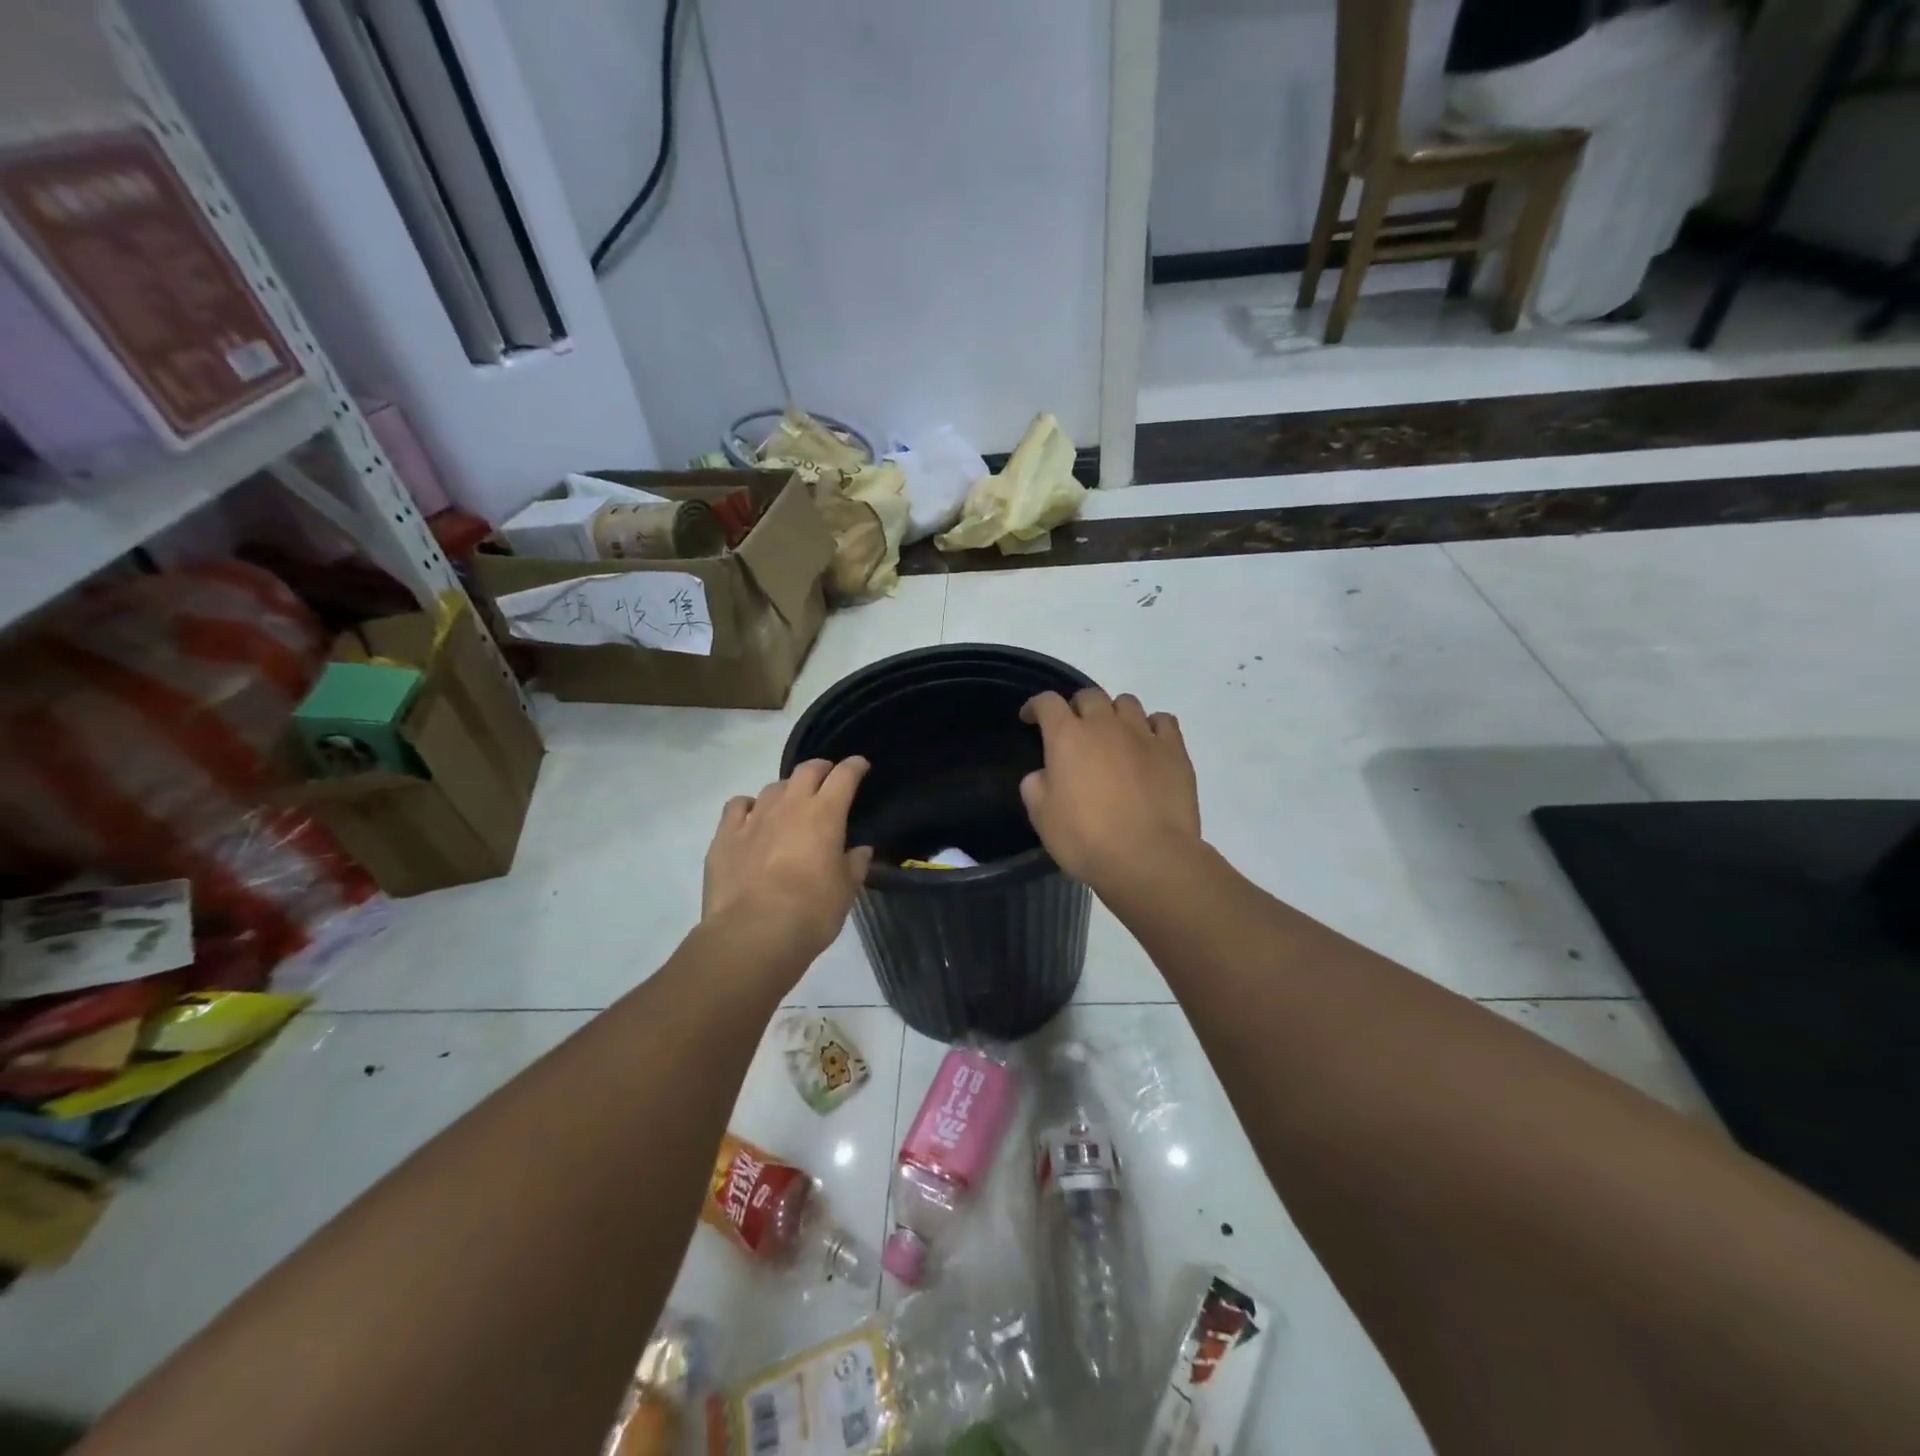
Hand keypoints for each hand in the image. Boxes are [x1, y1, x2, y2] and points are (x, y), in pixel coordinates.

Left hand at [702, 758, 874, 966]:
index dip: (854, 767)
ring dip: (786, 790)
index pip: (844, 776)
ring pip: (773, 787)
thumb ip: (855, 865)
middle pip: (806, 770)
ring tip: (790, 804)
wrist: (753, 934)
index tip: (861, 766)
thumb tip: (860, 851)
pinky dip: (749, 806)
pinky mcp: (725, 835)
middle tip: (827, 778)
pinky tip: (752, 818)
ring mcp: (754, 818)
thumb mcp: (846, 891)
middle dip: (821, 769)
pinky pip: (737, 806)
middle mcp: (790, 805)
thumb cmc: (811, 912)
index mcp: (825, 814)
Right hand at [1020, 689, 1201, 890]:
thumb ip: (1035, 787)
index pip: (1047, 702)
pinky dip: (1152, 726)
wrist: (1148, 857)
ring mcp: (1143, 734)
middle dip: (1078, 707)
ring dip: (1115, 714)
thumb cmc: (1086, 839)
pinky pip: (1163, 721)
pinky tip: (1149, 744)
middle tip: (1076, 731)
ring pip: (1127, 703)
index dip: (1036, 706)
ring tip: (1115, 736)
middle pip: (1090, 696)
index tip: (1031, 718)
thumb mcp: (1042, 818)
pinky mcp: (1174, 750)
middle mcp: (1105, 725)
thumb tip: (1043, 775)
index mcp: (1067, 737)